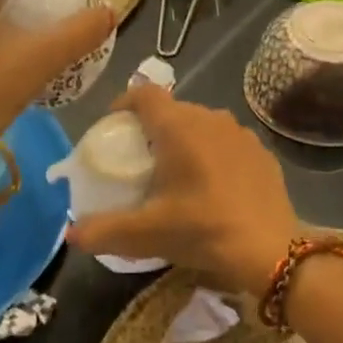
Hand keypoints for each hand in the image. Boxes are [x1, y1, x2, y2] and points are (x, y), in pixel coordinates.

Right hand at [66, 85, 298, 295]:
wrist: (271, 249)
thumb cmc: (203, 230)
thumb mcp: (146, 234)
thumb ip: (102, 231)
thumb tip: (71, 234)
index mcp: (179, 127)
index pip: (144, 93)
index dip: (124, 103)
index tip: (113, 125)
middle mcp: (210, 118)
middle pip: (172, 109)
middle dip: (152, 127)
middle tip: (139, 158)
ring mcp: (240, 133)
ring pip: (202, 124)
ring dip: (184, 140)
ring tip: (174, 172)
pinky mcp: (262, 152)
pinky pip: (227, 142)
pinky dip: (213, 154)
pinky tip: (212, 185)